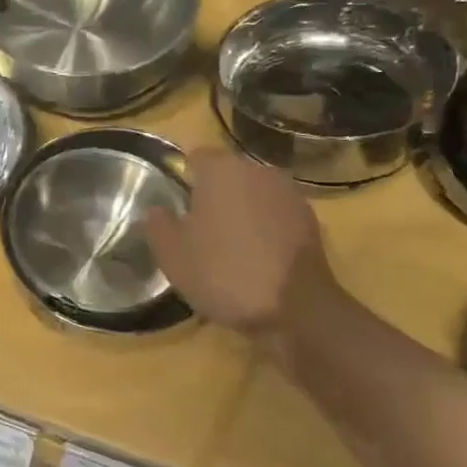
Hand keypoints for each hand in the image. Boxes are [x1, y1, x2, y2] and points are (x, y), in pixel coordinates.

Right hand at [143, 150, 342, 338]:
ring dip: (241, 211)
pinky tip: (255, 258)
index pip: (196, 156)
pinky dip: (264, 229)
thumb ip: (157, 224)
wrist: (295, 309)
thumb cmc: (223, 272)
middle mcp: (259, 171)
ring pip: (254, 195)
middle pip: (228, 175)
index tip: (175, 202)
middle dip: (213, 194)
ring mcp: (290, 195)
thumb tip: (156, 210)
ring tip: (227, 245)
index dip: (183, 176)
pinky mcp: (310, 222)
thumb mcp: (172, 254)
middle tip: (196, 227)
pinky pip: (275, 216)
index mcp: (222, 170)